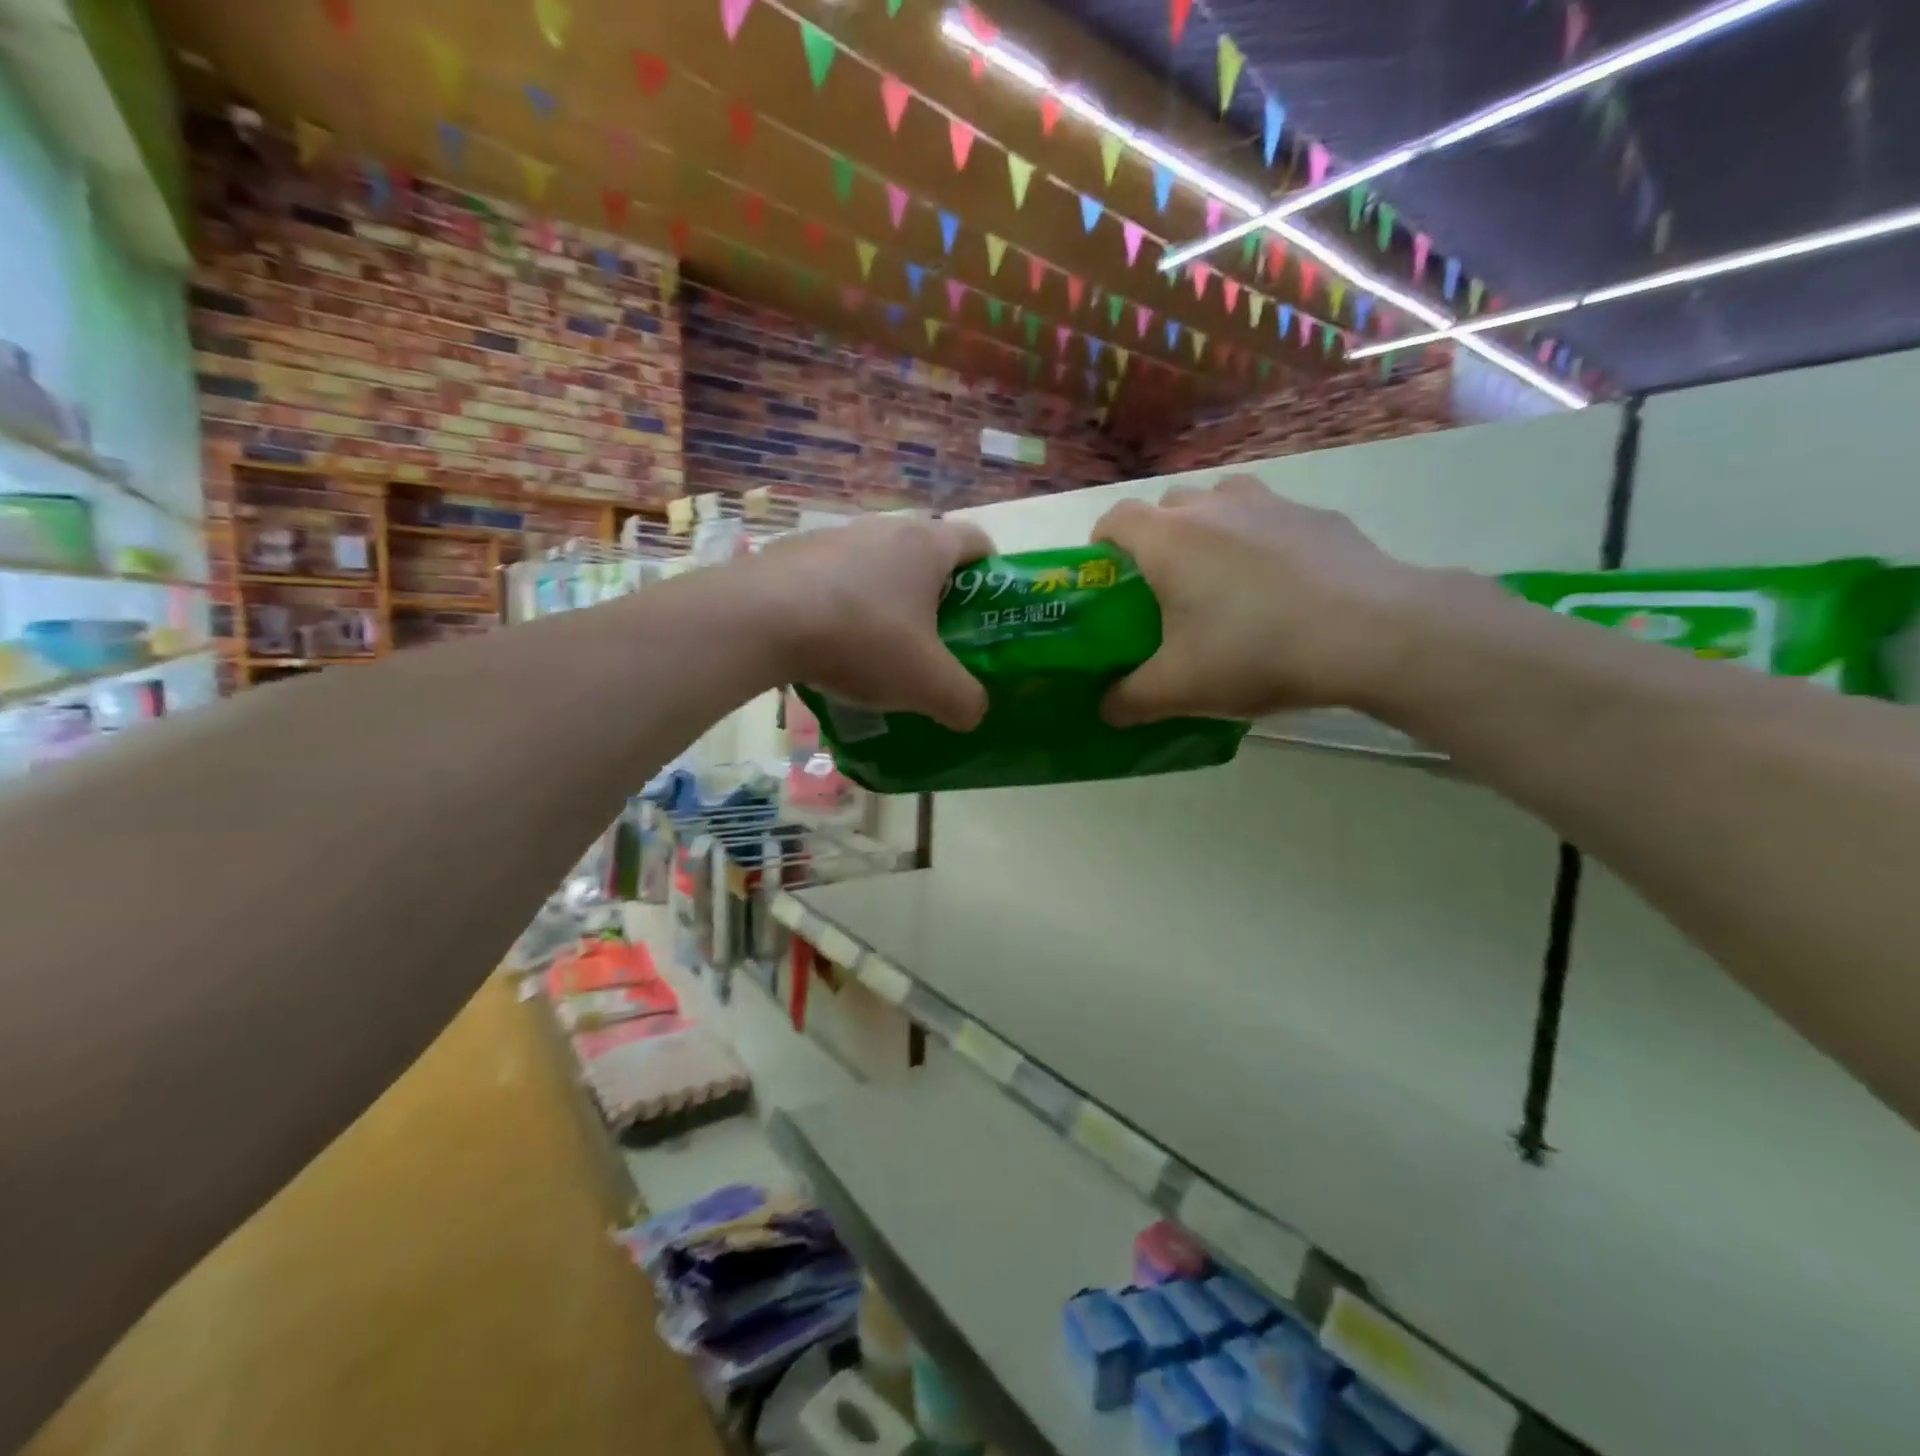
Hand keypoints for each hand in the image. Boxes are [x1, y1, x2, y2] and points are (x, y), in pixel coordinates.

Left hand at [751, 514, 993, 731]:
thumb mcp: (927, 684)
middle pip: (925, 553)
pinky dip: (841, 605)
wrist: (757, 621)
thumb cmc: (861, 640)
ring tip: (877, 648)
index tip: (984, 611)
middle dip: (935, 594)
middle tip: (934, 640)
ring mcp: (832, 536)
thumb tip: (974, 712)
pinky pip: (832, 578)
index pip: (976, 541)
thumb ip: (964, 701)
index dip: (990, 573)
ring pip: (875, 565)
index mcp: (926, 546)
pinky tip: (828, 644)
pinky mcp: (791, 554)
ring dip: (884, 599)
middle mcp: (883, 529)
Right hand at [1093, 475, 1426, 724]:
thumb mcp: (1180, 690)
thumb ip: (1129, 700)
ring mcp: (1270, 503)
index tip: (1108, 579)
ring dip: (1210, 530)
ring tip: (1223, 581)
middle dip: (1157, 540)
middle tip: (1166, 590)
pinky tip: (1281, 589)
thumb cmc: (1255, 652)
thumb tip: (1105, 710)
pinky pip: (1271, 519)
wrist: (1372, 634)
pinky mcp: (1317, 516)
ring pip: (1222, 502)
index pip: (1115, 518)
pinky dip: (1261, 542)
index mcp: (1169, 539)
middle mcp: (1214, 506)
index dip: (1101, 545)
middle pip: (1168, 507)